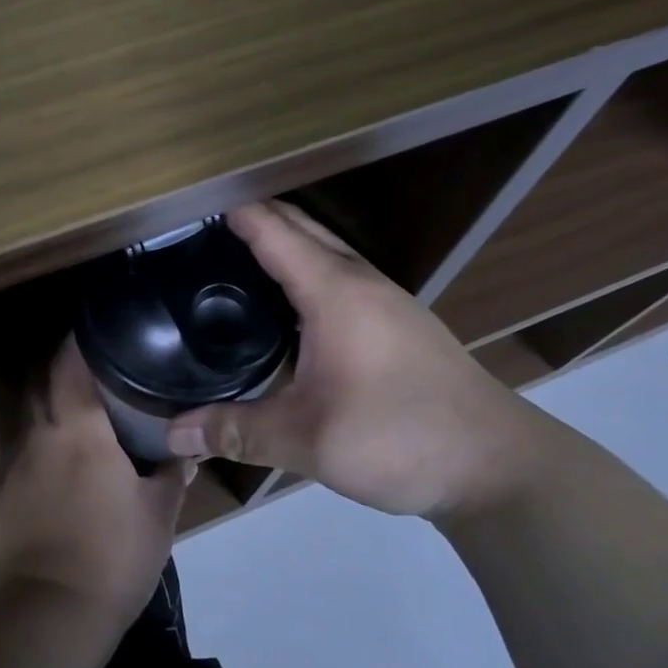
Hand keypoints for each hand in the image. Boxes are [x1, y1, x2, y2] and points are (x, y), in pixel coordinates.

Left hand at [0, 338, 191, 630]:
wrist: (47, 615)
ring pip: (28, 413)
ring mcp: (15, 463)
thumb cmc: (111, 555)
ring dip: (47, 400)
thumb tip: (187, 449)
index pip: (69, 363)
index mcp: (77, 428)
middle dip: (61, 364)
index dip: (80, 340)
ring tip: (79, 402)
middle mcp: (39, 434)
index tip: (99, 328)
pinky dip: (39, 436)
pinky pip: (21, 446)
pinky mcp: (4, 493)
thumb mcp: (158, 514)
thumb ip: (172, 474)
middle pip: (40, 380)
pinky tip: (59, 451)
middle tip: (95, 363)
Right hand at [164, 202, 545, 520]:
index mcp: (334, 291)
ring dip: (283, 241)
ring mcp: (386, 299)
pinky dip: (305, 269)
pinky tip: (287, 304)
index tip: (189, 203)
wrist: (495, 464)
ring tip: (234, 256)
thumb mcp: (305, 440)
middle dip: (254, 217)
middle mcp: (361, 281)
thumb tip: (172, 434)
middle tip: (200, 228)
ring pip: (325, 250)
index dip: (232, 211)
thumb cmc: (397, 436)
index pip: (274, 231)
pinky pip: (340, 275)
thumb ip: (235, 431)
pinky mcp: (399, 321)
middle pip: (301, 228)